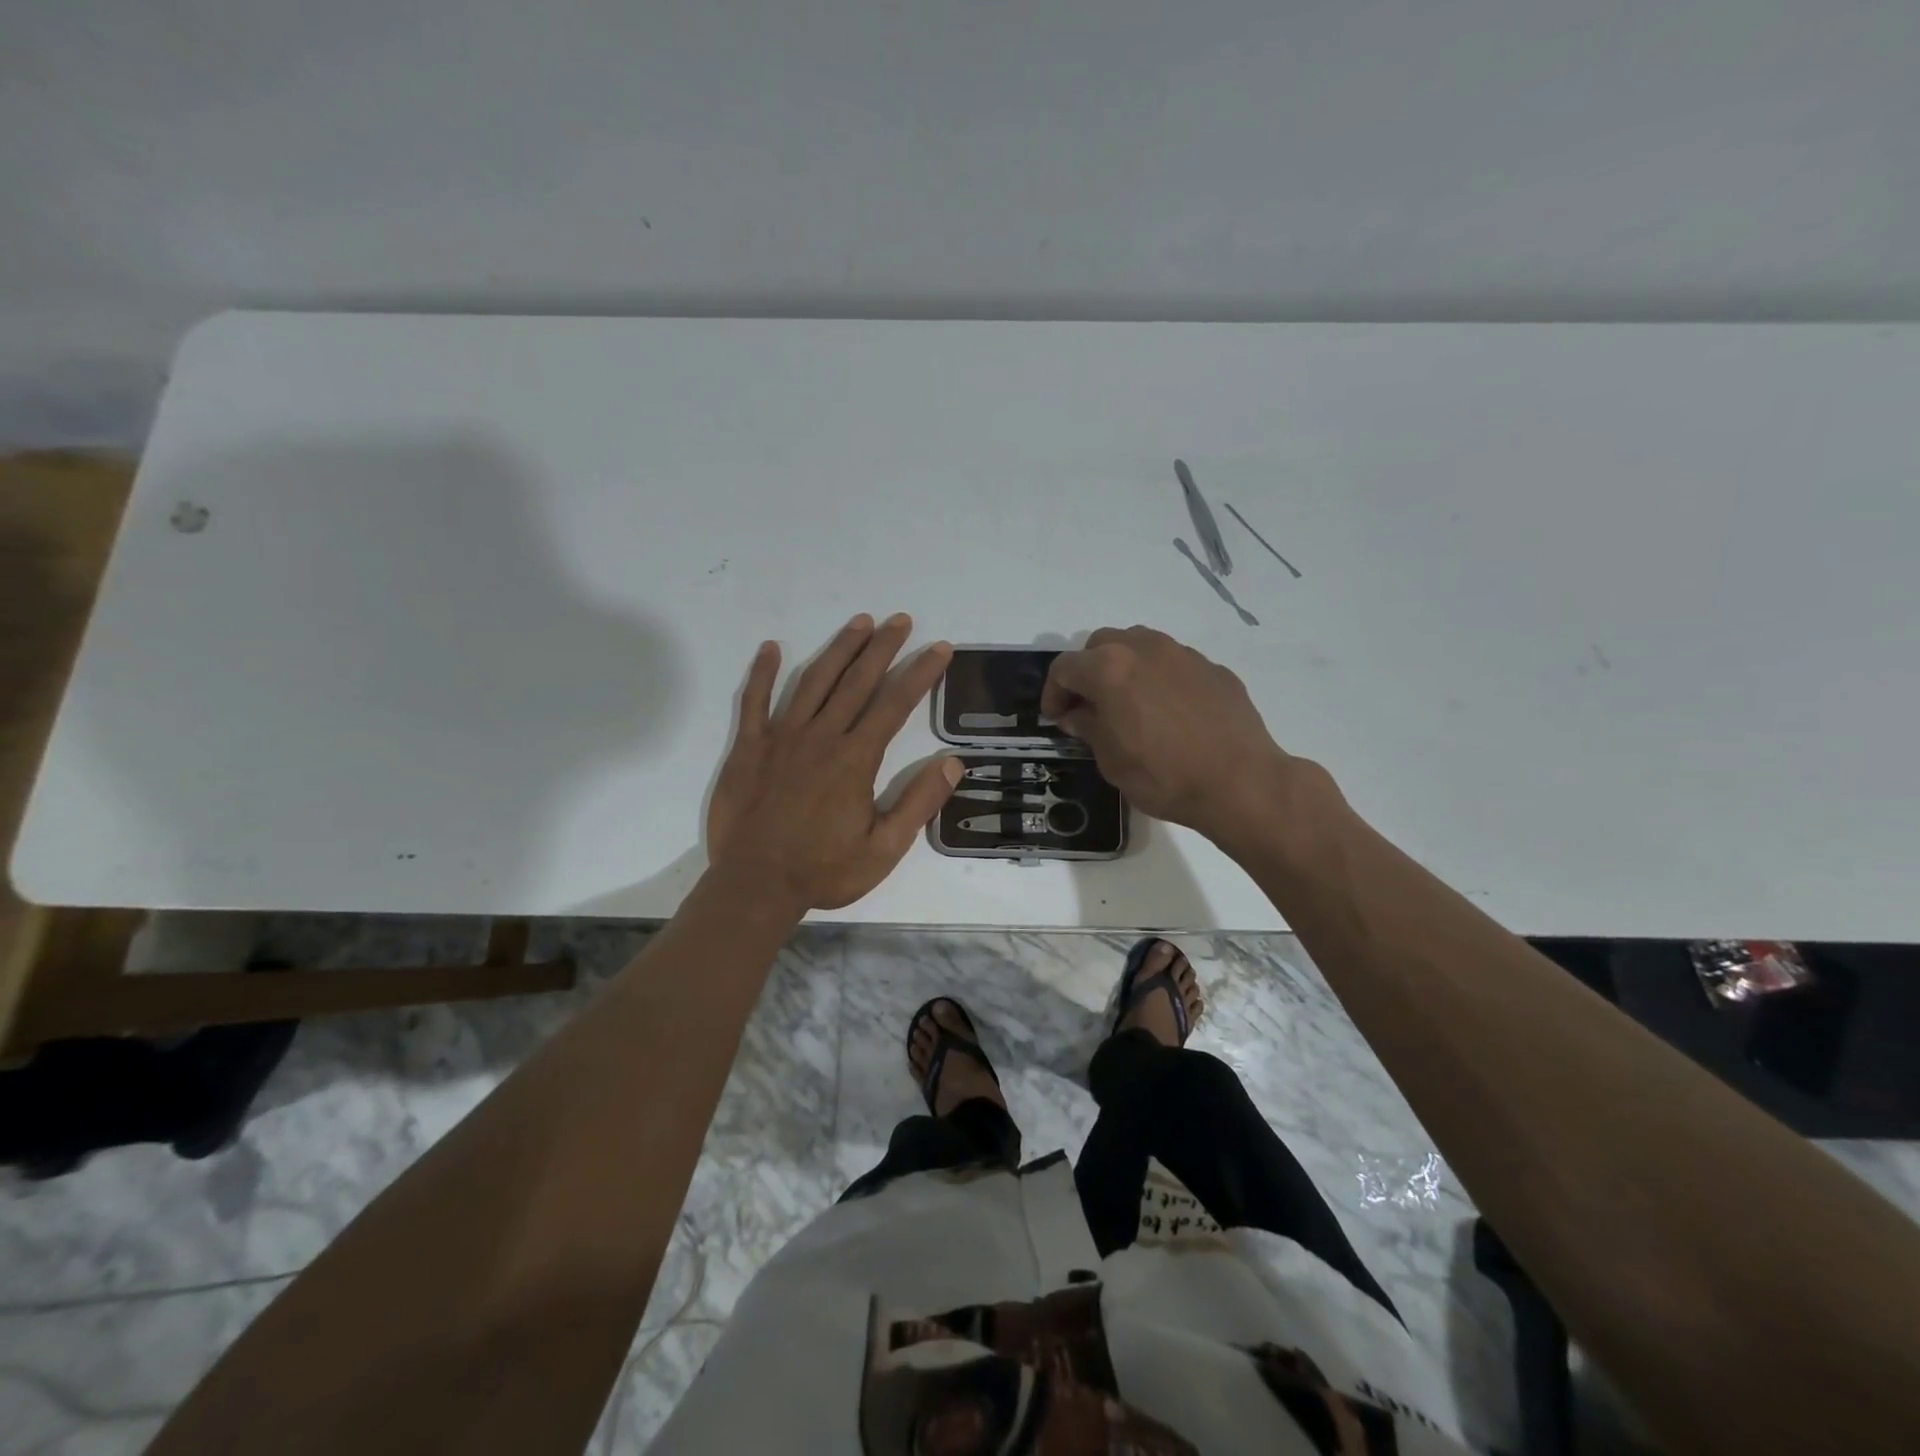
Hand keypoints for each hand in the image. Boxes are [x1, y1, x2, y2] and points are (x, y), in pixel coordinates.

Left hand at [708, 614, 960, 911]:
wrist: (755, 885)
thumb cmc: (823, 870)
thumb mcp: (884, 849)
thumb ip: (918, 804)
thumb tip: (952, 763)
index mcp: (855, 759)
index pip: (895, 704)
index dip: (920, 673)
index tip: (939, 648)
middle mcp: (820, 736)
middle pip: (856, 681)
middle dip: (882, 647)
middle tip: (901, 620)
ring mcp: (780, 737)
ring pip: (813, 681)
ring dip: (838, 649)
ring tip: (859, 623)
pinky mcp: (748, 747)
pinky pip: (753, 701)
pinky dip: (761, 673)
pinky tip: (771, 647)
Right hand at [1041, 626, 1337, 854]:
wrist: (1240, 782)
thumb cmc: (1163, 775)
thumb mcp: (1111, 760)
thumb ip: (1088, 727)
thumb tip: (1076, 714)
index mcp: (1109, 668)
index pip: (1064, 668)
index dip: (1053, 693)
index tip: (1056, 718)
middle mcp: (1144, 648)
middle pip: (1100, 645)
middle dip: (1087, 672)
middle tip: (1089, 706)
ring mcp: (1183, 654)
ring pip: (1139, 645)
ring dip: (1123, 667)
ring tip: (1128, 703)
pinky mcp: (1213, 668)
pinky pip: (1173, 664)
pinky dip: (1159, 678)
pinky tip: (1168, 712)